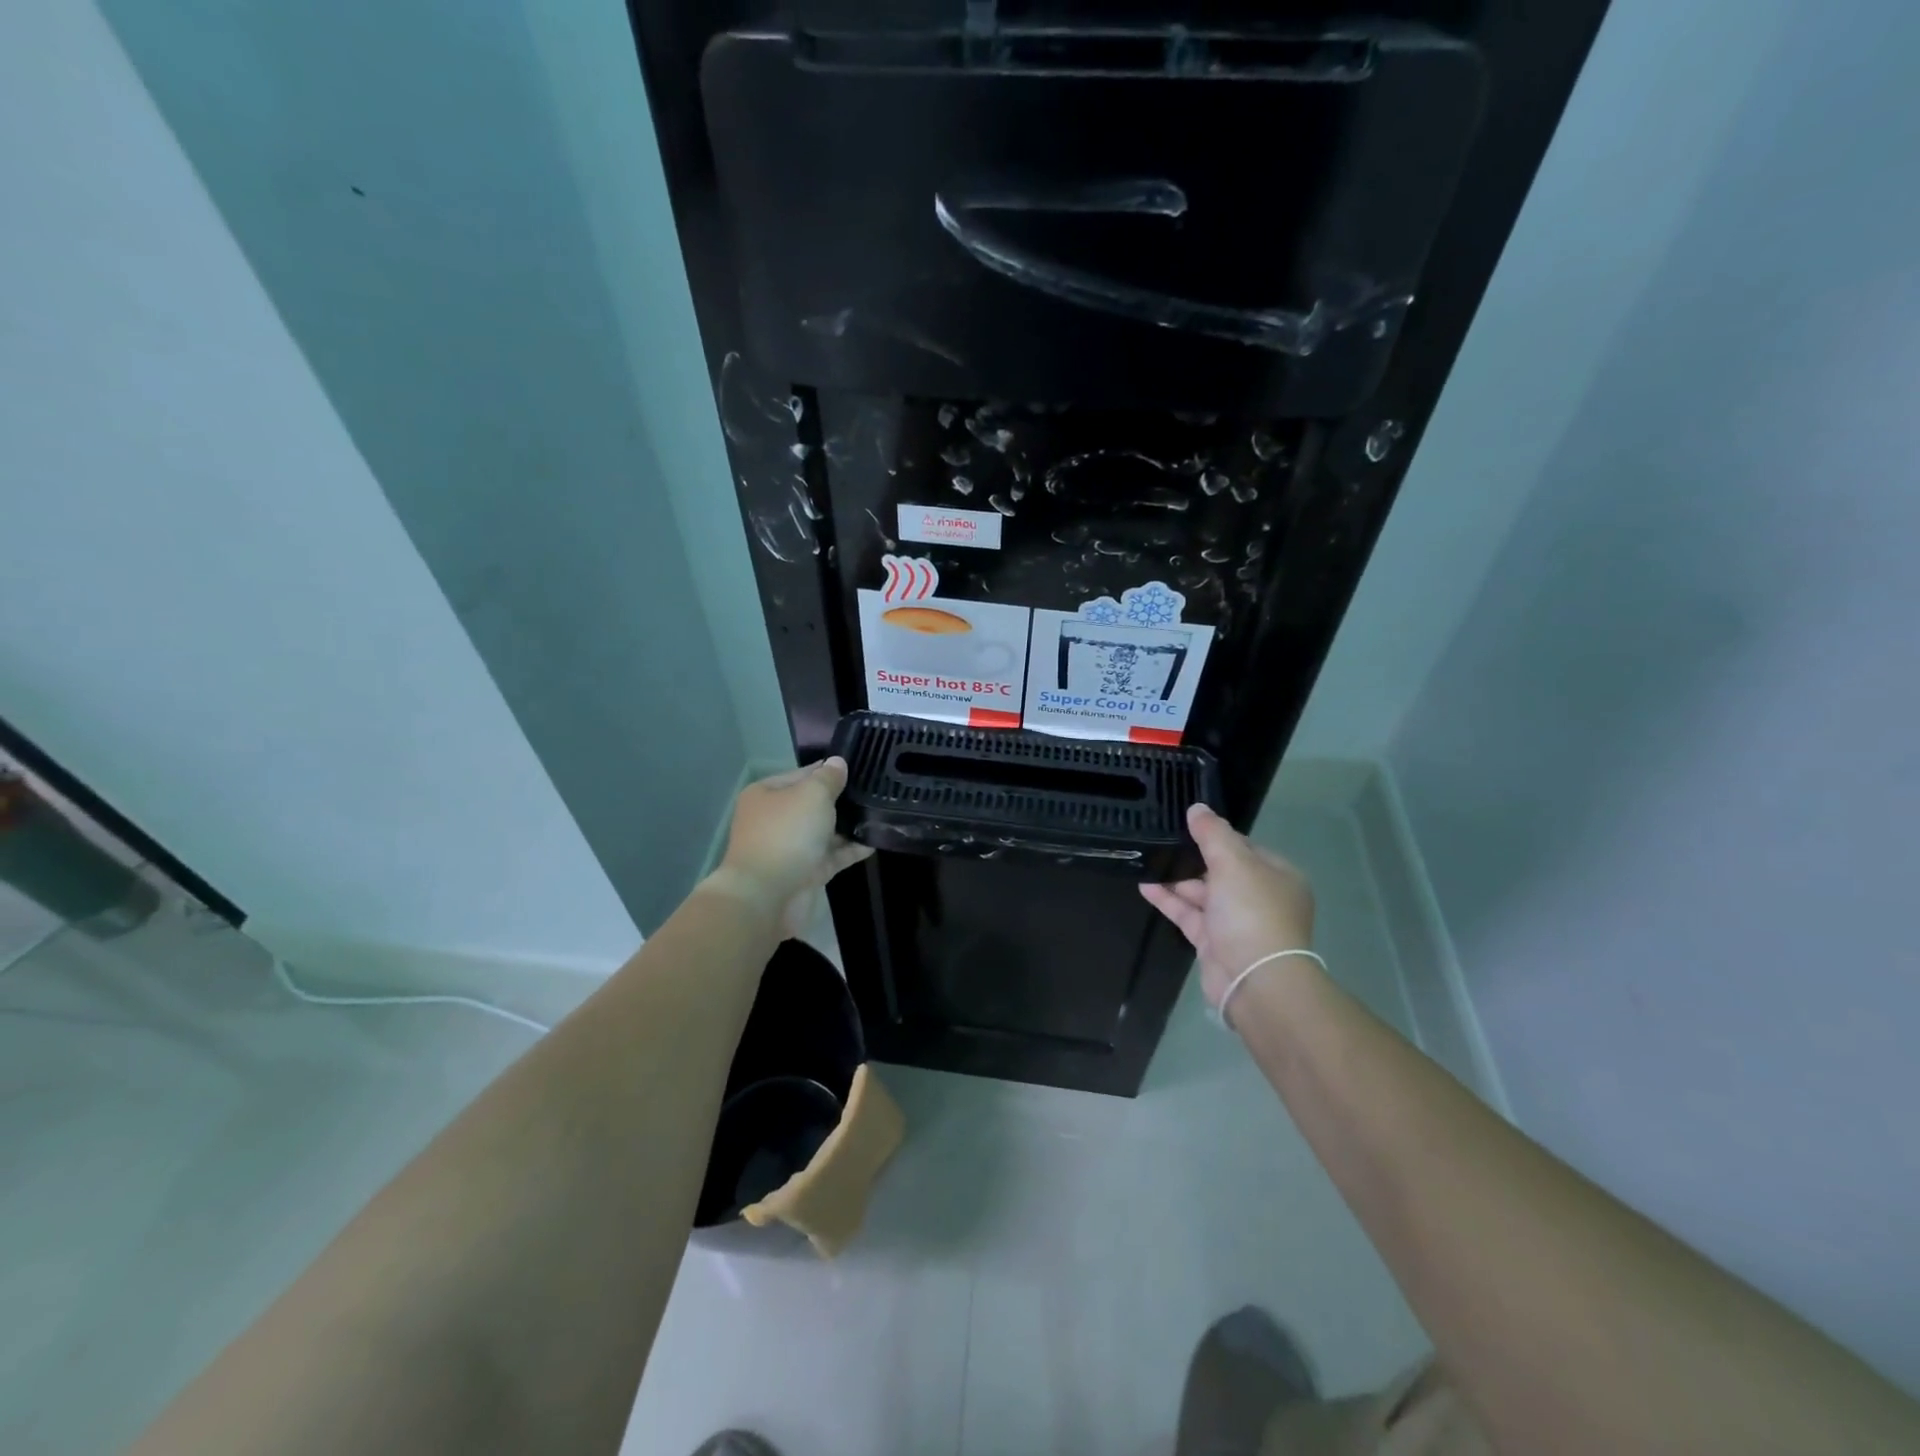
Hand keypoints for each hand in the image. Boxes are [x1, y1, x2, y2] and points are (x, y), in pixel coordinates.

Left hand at [712, 758, 873, 937]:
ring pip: (825, 831)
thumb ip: (828, 778)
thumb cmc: (786, 834)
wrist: (767, 896)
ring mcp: (791, 848)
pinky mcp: (806, 873)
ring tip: (881, 814)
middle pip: (814, 804)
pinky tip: (875, 841)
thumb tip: (837, 763)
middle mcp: (776, 819)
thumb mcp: (811, 795)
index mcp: (767, 794)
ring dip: (849, 826)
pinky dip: (851, 849)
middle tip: (876, 791)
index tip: (861, 769)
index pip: (803, 774)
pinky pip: (833, 856)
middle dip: (842, 800)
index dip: (830, 771)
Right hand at [1140, 803, 1315, 1014]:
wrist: (1255, 980)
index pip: (1244, 847)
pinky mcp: (1214, 942)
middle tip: (1161, 840)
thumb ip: (1213, 834)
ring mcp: (1237, 922)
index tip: (1187, 825)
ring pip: (1202, 893)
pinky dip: (1169, 900)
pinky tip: (1145, 885)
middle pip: (1221, 870)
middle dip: (1192, 858)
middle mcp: (1259, 897)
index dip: (1216, 836)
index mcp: (1277, 875)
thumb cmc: (1252, 912)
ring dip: (1176, 878)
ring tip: (1147, 859)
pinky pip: (1189, 914)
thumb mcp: (1233, 863)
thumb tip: (1197, 808)